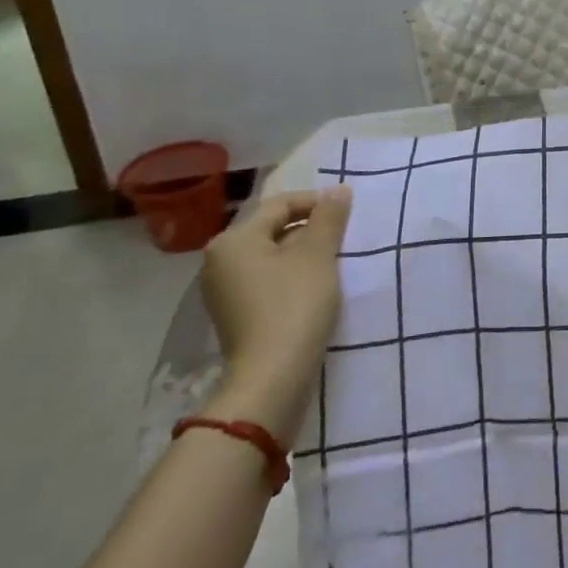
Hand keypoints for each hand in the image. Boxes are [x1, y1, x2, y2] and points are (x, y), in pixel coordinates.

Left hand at [200, 187, 352, 440]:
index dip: (317, 202)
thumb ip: (329, 217)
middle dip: (310, 229)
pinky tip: (315, 286)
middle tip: (344, 237)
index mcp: (234, 240)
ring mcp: (223, 290)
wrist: (272, 376)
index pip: (280, 205)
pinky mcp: (235, 314)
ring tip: (334, 261)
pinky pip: (266, 280)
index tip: (348, 211)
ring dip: (302, 254)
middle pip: (273, 229)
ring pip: (271, 256)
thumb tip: (338, 190)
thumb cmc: (295, 304)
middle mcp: (219, 261)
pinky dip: (291, 276)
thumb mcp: (318, 254)